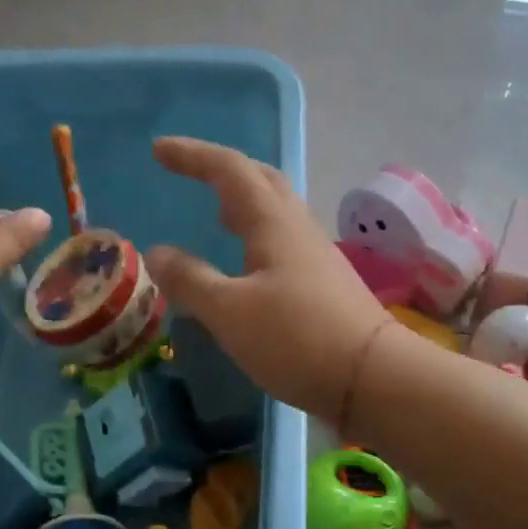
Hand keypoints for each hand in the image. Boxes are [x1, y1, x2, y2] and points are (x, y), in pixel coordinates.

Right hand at [146, 137, 387, 420]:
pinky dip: (257, 238)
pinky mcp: (325, 286)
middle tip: (192, 175)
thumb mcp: (229, 312)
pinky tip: (249, 266)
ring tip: (217, 216)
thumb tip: (156, 252)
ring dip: (244, 204)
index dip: (192, 156)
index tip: (159, 150)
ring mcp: (317, 257)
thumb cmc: (296, 338)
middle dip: (223, 171)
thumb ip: (190, 280)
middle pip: (262, 181)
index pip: (229, 170)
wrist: (372, 377)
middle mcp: (298, 229)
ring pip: (276, 213)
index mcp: (273, 223)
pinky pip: (284, 244)